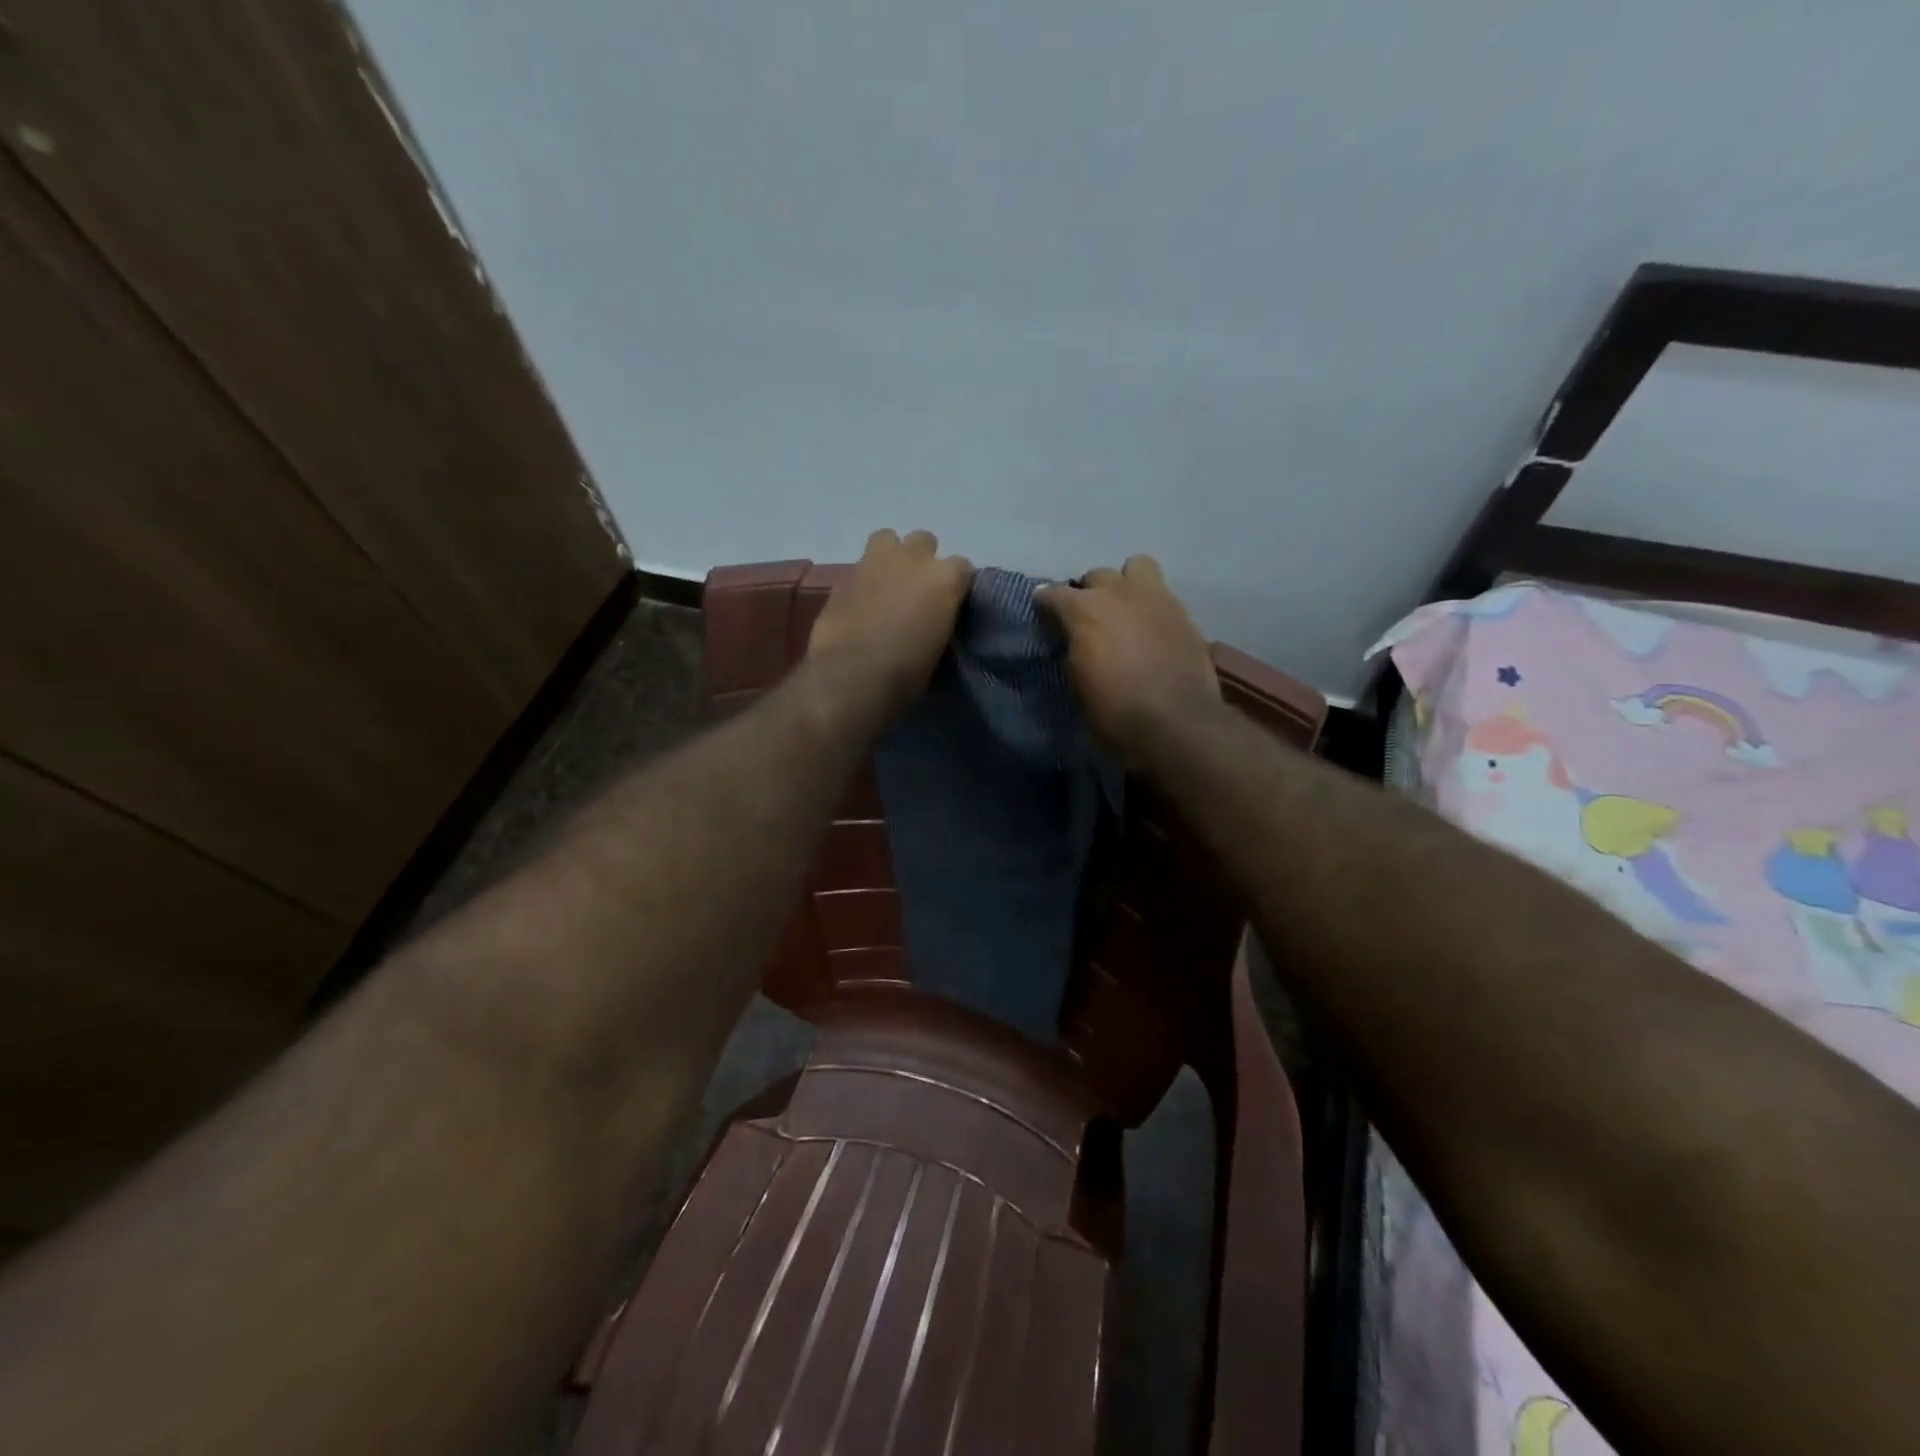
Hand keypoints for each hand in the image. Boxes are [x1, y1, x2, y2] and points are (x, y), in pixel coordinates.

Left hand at [807, 529, 972, 717]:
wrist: (852, 675)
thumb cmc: (907, 671)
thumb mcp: (940, 646)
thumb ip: (941, 617)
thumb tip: (935, 616)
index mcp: (944, 578)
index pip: (962, 567)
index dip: (956, 585)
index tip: (950, 603)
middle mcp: (913, 558)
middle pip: (924, 541)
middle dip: (923, 561)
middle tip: (917, 590)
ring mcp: (875, 561)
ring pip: (888, 539)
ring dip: (892, 556)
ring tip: (888, 584)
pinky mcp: (844, 574)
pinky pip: (861, 565)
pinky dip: (865, 579)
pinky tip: (863, 601)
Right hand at [1038, 555, 1220, 765]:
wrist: (1177, 725)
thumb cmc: (1115, 712)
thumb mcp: (1077, 685)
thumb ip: (1073, 650)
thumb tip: (1074, 640)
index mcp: (1084, 610)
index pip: (1052, 593)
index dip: (1046, 607)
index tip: (1046, 621)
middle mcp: (1119, 592)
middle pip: (1096, 576)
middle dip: (1088, 593)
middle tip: (1089, 621)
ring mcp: (1156, 597)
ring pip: (1136, 567)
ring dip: (1125, 585)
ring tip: (1124, 612)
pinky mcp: (1184, 613)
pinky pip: (1161, 594)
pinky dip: (1151, 607)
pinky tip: (1150, 631)